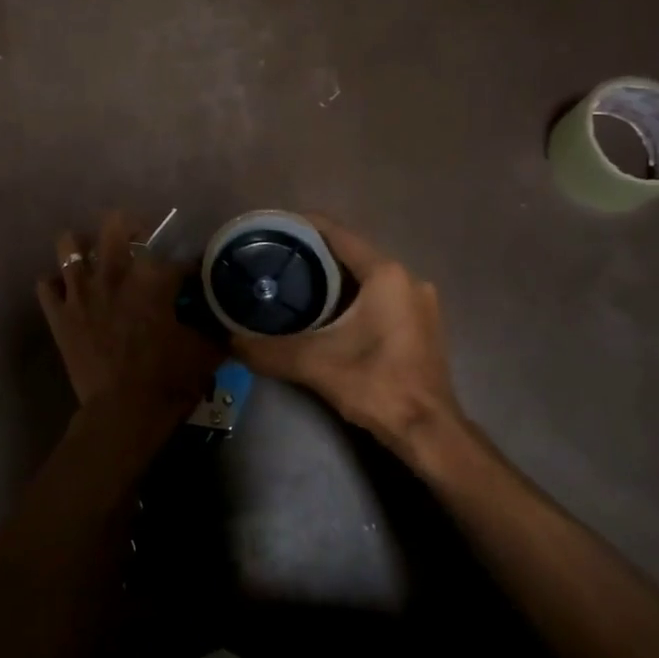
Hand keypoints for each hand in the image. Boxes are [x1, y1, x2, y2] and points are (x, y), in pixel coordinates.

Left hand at [37, 211, 221, 415]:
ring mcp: (80, 292)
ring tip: (95, 259)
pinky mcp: (59, 315)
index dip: (190, 268)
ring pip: (69, 244)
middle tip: (140, 244)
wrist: (122, 414)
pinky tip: (70, 293)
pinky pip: (46, 285)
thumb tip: (226, 317)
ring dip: (83, 247)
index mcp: (152, 278)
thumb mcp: (205, 352)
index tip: (194, 278)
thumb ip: (215, 327)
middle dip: (130, 227)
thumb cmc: (167, 381)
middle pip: (116, 224)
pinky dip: (57, 284)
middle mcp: (113, 273)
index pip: (177, 259)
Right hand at [231, 215, 467, 463]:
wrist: (428, 431)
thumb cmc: (376, 384)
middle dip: (314, 255)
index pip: (337, 234)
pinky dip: (353, 296)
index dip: (303, 226)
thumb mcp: (314, 364)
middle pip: (352, 254)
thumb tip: (231, 341)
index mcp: (385, 274)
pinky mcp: (422, 323)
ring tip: (294, 283)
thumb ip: (269, 350)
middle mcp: (407, 278)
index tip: (272, 229)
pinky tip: (327, 312)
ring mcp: (419, 301)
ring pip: (367, 277)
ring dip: (334, 278)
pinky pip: (381, 296)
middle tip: (276, 260)